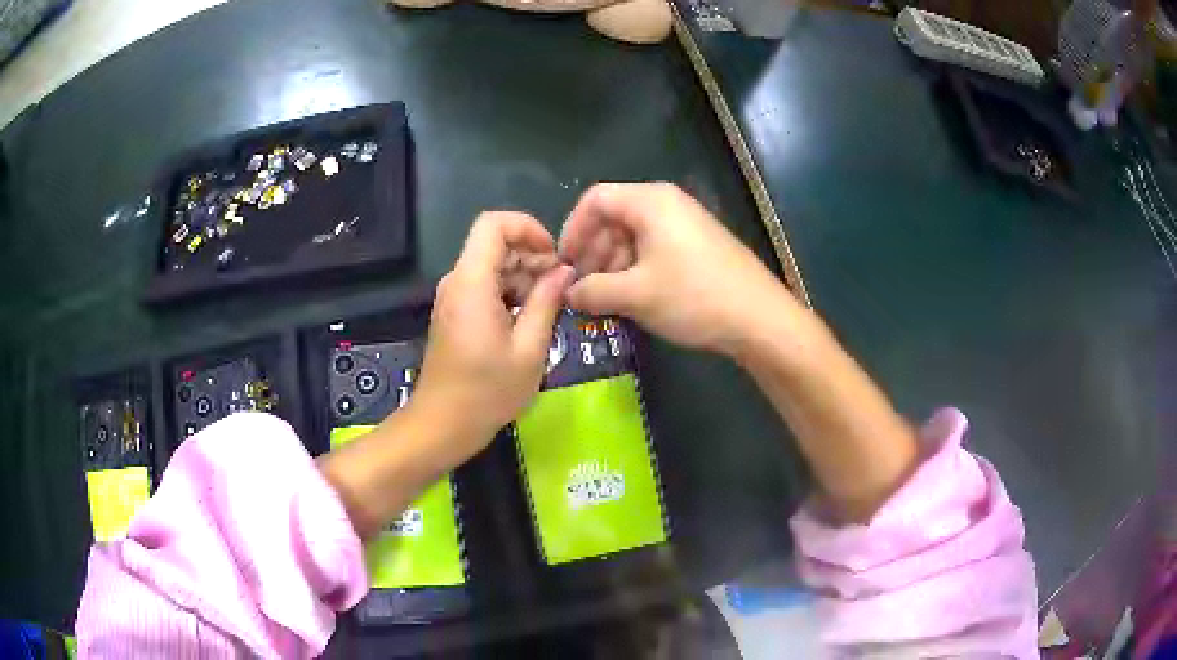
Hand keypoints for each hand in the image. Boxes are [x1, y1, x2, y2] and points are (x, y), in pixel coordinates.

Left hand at [409, 211, 573, 464]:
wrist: (442, 425)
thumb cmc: (487, 393)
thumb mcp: (529, 349)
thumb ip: (547, 302)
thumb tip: (564, 271)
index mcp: (472, 282)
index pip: (494, 224)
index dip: (527, 228)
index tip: (553, 257)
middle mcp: (457, 281)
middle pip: (494, 243)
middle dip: (530, 256)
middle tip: (559, 289)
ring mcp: (453, 297)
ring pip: (490, 265)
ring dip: (522, 277)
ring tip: (548, 309)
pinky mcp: (454, 313)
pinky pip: (483, 286)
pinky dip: (509, 292)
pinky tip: (528, 321)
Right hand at [559, 182, 799, 356]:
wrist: (759, 319)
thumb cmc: (692, 297)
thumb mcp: (634, 295)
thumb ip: (592, 290)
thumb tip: (569, 292)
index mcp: (650, 202)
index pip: (595, 200)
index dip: (572, 229)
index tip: (563, 264)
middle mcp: (668, 203)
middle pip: (615, 216)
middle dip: (593, 250)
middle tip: (582, 286)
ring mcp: (688, 223)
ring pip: (635, 234)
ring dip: (613, 263)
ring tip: (606, 297)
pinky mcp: (700, 245)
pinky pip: (656, 247)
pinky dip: (637, 268)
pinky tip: (634, 297)